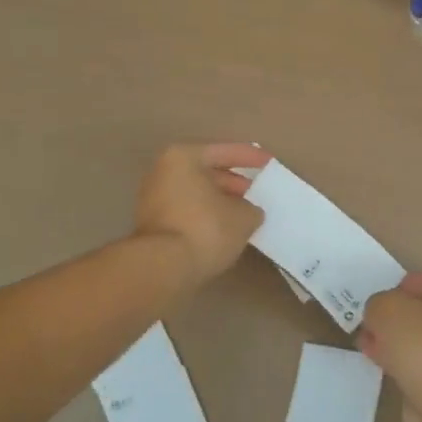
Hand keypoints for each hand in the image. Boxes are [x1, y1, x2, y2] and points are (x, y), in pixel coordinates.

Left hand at [135, 143, 270, 282]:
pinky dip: (206, 216)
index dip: (251, 157)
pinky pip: (187, 211)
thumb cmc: (205, 229)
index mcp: (183, 157)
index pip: (224, 152)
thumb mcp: (243, 217)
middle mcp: (163, 172)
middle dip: (234, 182)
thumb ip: (251, 208)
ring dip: (220, 201)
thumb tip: (248, 211)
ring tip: (245, 213)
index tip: (269, 164)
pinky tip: (225, 229)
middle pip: (206, 172)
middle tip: (257, 192)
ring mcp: (153, 199)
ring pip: (196, 193)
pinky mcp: (152, 225)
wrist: (162, 269)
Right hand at [359, 272, 421, 421]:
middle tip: (368, 322)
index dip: (403, 286)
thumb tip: (377, 316)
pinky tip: (378, 366)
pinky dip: (398, 366)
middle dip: (394, 317)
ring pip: (417, 342)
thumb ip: (377, 304)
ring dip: (393, 343)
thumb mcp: (388, 308)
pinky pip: (415, 368)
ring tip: (365, 344)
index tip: (381, 298)